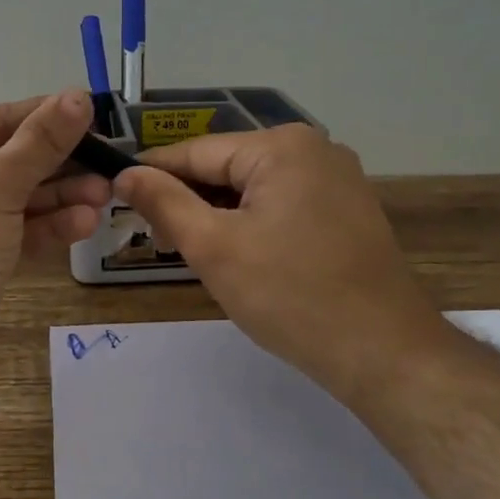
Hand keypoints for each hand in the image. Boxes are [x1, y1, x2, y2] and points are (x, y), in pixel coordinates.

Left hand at [0, 91, 110, 400]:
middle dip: (58, 163)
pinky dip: (46, 228)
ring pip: (15, 201)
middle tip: (107, 164)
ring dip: (60, 197)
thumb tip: (77, 96)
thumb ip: (40, 142)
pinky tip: (83, 225)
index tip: (89, 112)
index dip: (42, 114)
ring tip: (104, 196)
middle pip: (8, 162)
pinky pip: (14, 234)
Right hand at [112, 126, 452, 395]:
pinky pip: (283, 203)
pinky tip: (238, 255)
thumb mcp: (214, 247)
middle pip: (227, 167)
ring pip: (254, 187)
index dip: (152, 174)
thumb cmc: (290, 296)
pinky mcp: (348, 209)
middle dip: (189, 200)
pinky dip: (252, 223)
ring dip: (218, 215)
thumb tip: (126, 175)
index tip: (115, 196)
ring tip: (191, 252)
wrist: (384, 352)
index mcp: (282, 146)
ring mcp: (337, 178)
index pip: (196, 151)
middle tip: (158, 241)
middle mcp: (314, 148)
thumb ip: (165, 203)